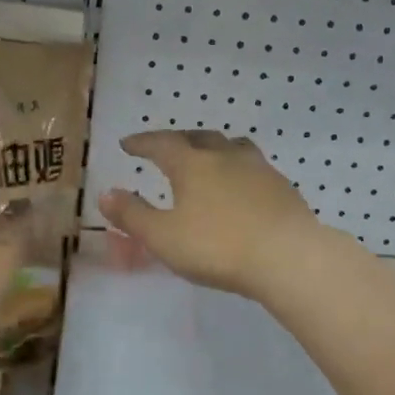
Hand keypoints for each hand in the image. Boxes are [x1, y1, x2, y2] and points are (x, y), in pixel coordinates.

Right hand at [97, 130, 326, 300]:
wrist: (288, 257)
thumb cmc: (217, 247)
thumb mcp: (163, 237)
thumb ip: (132, 215)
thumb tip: (106, 193)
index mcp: (192, 165)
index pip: (161, 144)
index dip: (142, 143)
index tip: (128, 144)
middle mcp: (226, 157)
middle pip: (199, 137)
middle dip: (178, 140)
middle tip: (166, 147)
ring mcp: (259, 169)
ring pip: (232, 146)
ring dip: (214, 148)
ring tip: (207, 157)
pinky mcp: (283, 188)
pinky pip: (254, 167)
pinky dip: (238, 169)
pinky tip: (241, 186)